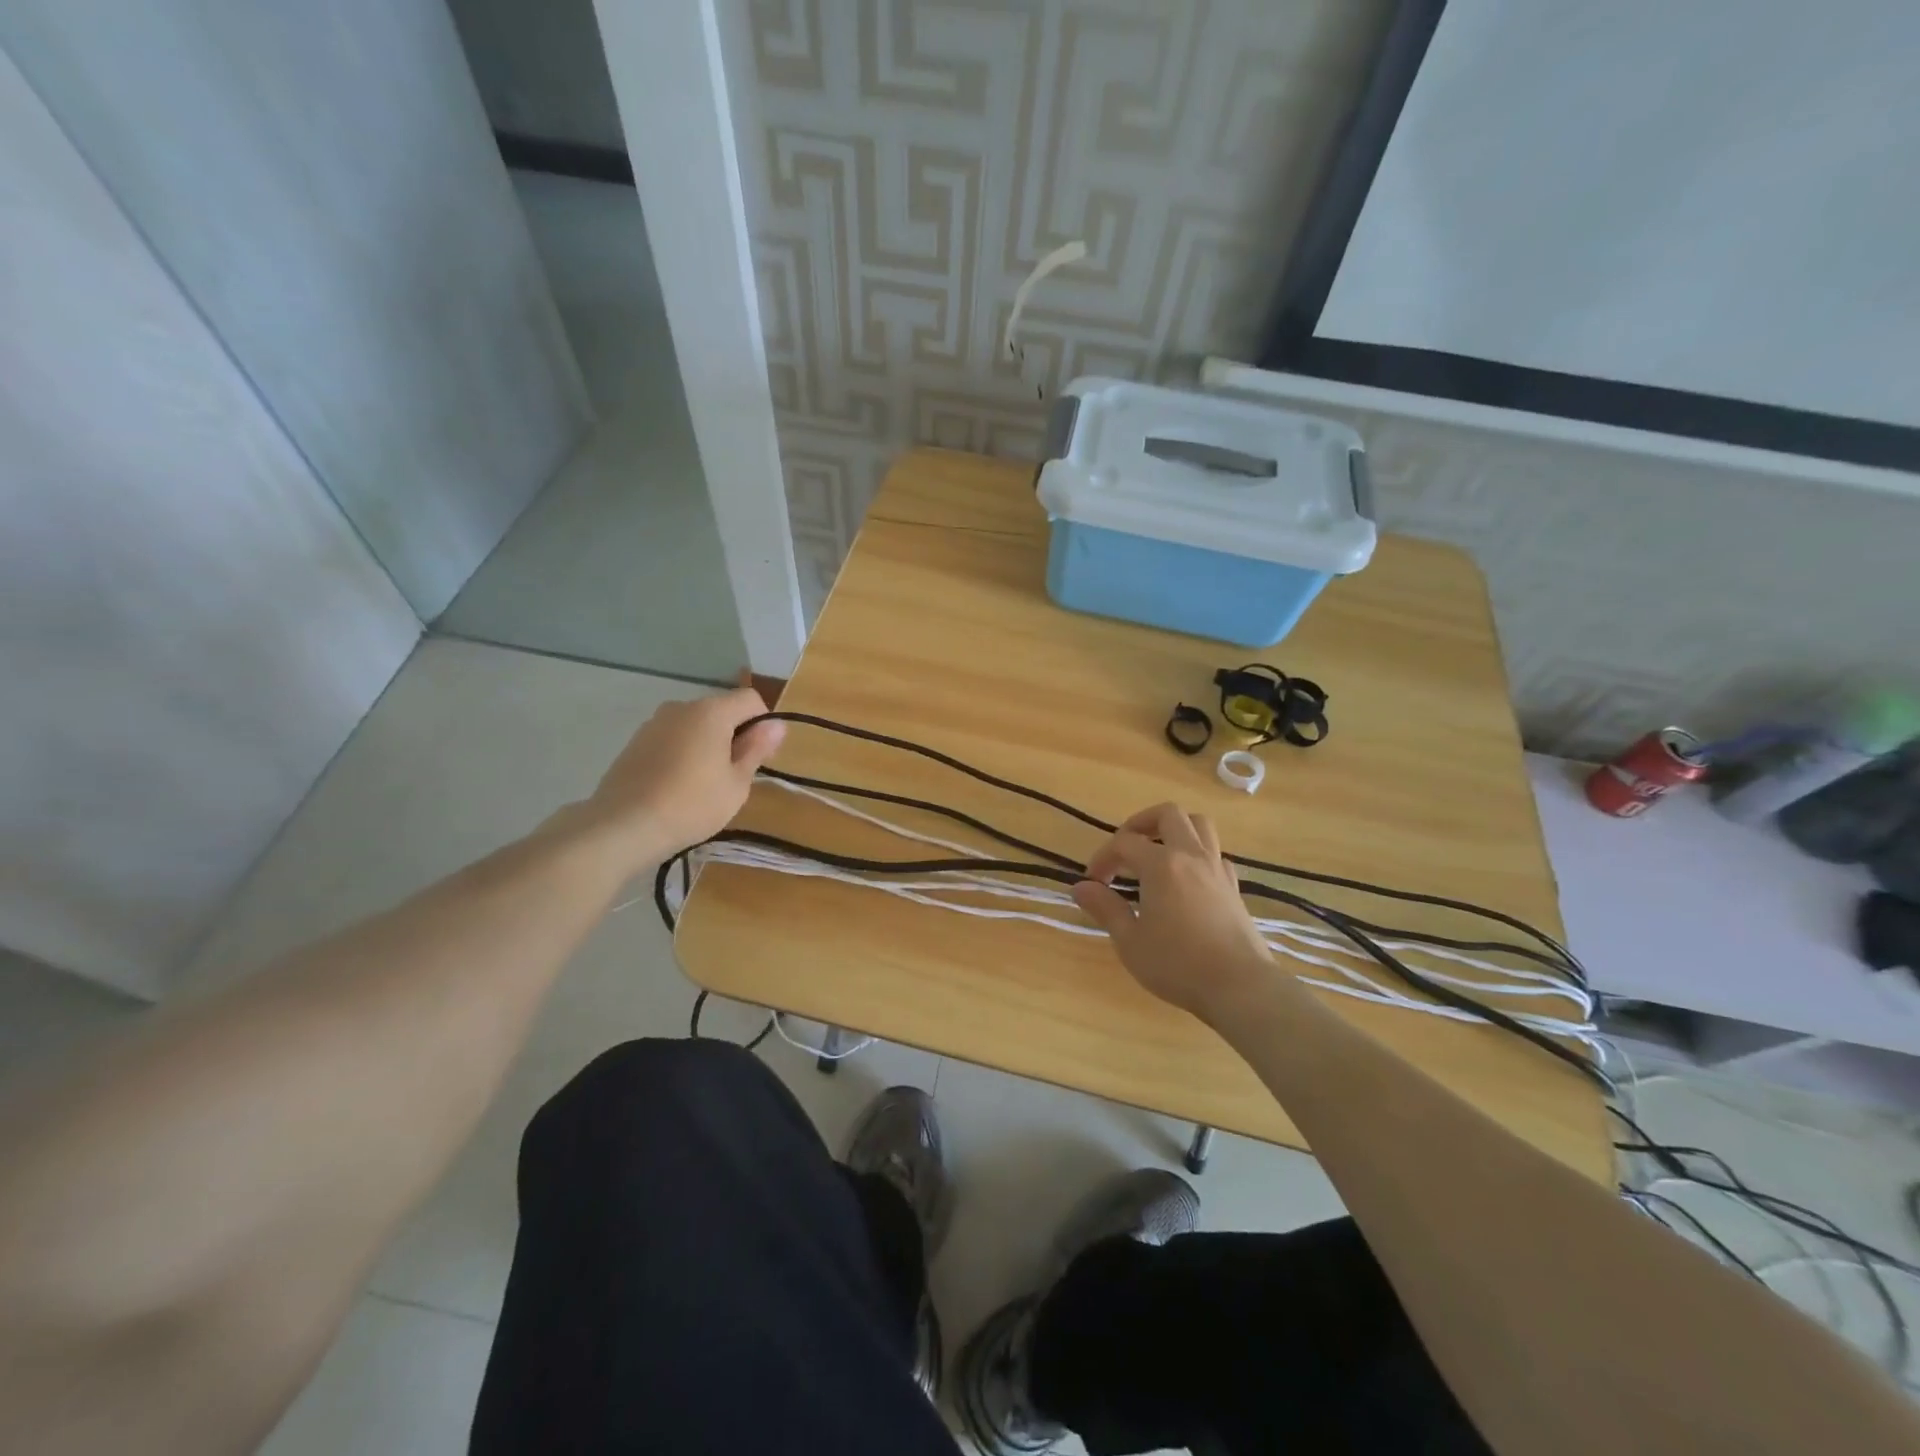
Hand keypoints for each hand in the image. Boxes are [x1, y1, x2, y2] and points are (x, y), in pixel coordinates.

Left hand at [584, 687, 786, 864]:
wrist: (624, 826)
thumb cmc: (692, 805)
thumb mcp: (736, 783)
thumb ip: (757, 749)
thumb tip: (777, 725)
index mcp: (711, 712)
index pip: (750, 700)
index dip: (763, 724)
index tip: (759, 757)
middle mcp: (681, 707)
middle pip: (721, 711)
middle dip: (734, 735)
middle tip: (734, 776)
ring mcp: (654, 723)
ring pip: (694, 726)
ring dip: (707, 745)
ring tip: (703, 784)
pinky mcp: (635, 742)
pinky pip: (671, 739)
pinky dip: (682, 753)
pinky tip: (677, 786)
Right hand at [1071, 803, 1274, 1020]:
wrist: (1240, 987)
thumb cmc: (1178, 965)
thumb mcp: (1130, 942)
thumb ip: (1105, 908)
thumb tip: (1080, 887)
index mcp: (1162, 865)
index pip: (1124, 843)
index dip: (1103, 857)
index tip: (1093, 883)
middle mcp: (1191, 856)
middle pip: (1168, 814)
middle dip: (1141, 824)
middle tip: (1125, 848)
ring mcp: (1217, 868)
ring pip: (1199, 825)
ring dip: (1174, 829)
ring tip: (1156, 852)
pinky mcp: (1233, 886)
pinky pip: (1215, 853)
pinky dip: (1197, 854)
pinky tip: (1186, 879)